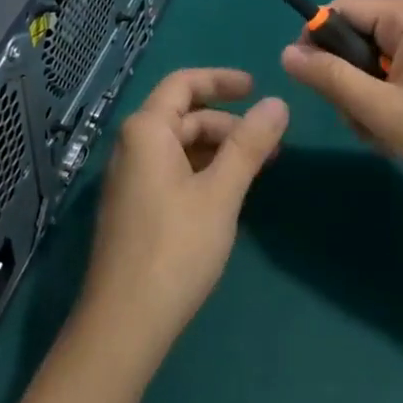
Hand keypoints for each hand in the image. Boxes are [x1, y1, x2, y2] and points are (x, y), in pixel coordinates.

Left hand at [73, 69, 287, 370]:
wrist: (124, 322)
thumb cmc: (175, 248)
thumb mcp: (221, 193)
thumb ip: (249, 146)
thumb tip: (278, 103)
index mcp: (146, 130)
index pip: (183, 84)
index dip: (221, 80)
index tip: (256, 87)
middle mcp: (131, 145)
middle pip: (182, 116)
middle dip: (227, 124)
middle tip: (270, 145)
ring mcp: (129, 178)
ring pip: (178, 146)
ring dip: (216, 150)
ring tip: (256, 170)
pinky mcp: (132, 207)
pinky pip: (170, 171)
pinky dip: (201, 171)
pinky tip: (226, 194)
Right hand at [280, 0, 402, 223]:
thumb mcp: (380, 111)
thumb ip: (329, 77)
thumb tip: (286, 54)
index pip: (340, 10)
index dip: (317, 44)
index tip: (315, 86)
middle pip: (355, 36)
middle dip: (348, 80)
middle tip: (364, 122)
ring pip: (371, 59)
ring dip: (366, 98)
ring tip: (385, 135)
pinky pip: (394, 71)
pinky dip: (387, 101)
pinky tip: (401, 133)